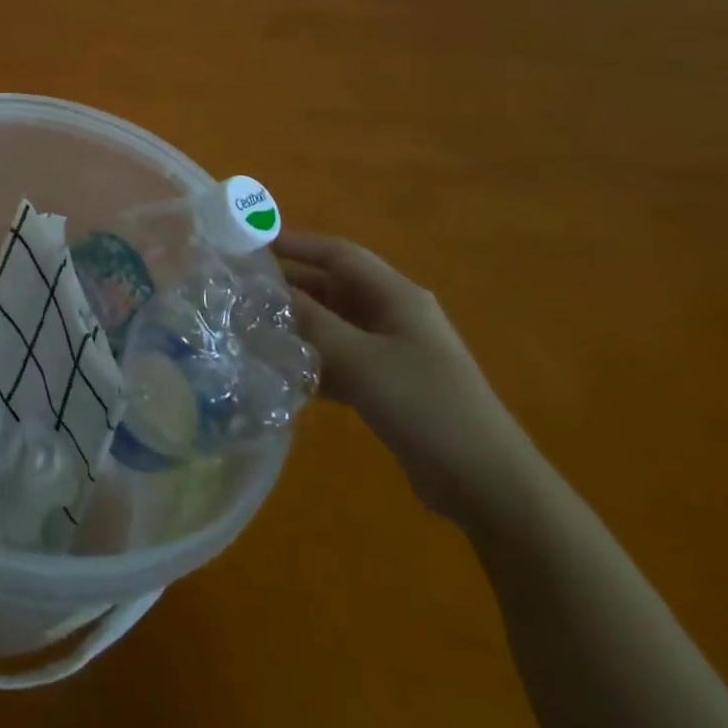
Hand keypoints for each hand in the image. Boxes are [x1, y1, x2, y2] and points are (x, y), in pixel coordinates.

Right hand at [277, 232, 537, 526]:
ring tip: (250, 328)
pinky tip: (281, 372)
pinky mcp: (388, 386)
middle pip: (332, 288)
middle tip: (240, 289)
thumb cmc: (426, 406)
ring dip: (297, 326)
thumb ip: (311, 322)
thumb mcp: (361, 359)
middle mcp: (393, 316)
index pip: (338, 254)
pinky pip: (340, 359)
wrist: (487, 485)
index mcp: (396, 296)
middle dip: (289, 286)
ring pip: (333, 325)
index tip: (251, 242)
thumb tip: (263, 293)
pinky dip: (312, 360)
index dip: (296, 243)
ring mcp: (392, 352)